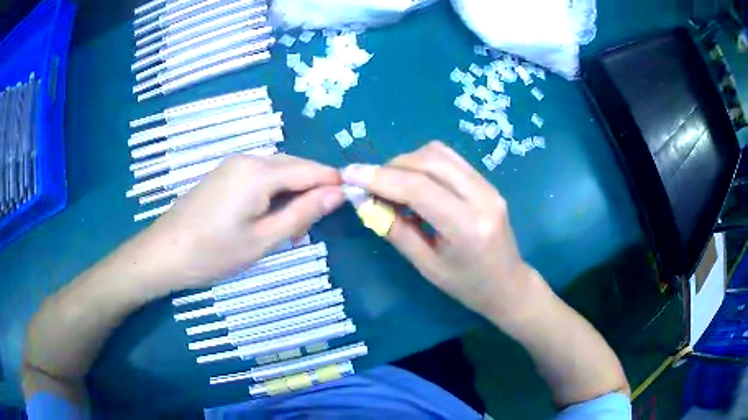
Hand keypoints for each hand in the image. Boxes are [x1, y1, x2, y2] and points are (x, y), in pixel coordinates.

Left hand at [129, 154, 343, 293]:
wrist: (164, 253)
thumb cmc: (213, 252)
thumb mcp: (263, 240)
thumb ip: (303, 213)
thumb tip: (338, 193)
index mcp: (259, 172)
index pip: (311, 170)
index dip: (333, 185)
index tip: (347, 206)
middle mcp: (248, 158)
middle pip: (294, 168)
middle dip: (310, 194)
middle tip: (306, 232)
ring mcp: (233, 164)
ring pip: (277, 173)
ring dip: (290, 197)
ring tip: (286, 232)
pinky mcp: (223, 174)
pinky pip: (259, 177)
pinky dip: (271, 195)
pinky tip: (265, 219)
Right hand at [341, 141, 534, 321]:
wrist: (508, 284)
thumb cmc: (467, 286)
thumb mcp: (427, 266)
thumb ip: (395, 231)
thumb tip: (365, 202)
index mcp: (467, 226)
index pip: (418, 188)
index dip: (379, 177)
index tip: (349, 174)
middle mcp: (482, 197)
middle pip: (428, 161)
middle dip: (391, 167)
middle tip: (370, 185)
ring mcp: (488, 186)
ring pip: (439, 153)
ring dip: (408, 162)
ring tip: (392, 185)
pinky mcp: (488, 182)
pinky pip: (450, 159)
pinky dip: (425, 164)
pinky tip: (416, 183)